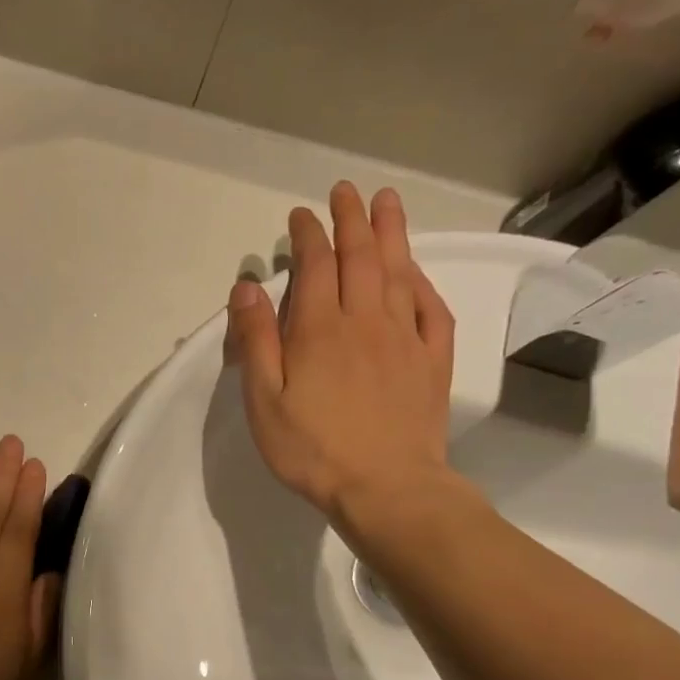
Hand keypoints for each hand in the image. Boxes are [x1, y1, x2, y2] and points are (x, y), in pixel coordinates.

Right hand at [224, 182, 457, 540]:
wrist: (386, 488)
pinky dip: (421, 282)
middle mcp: (365, 321)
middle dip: (351, 219)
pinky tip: (415, 272)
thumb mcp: (264, 401)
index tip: (301, 215)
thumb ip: (256, 341)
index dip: (308, 235)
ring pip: (398, 272)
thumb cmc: (313, 449)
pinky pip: (429, 309)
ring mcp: (404, 339)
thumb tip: (248, 287)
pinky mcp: (431, 361)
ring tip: (387, 202)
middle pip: (360, 257)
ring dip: (391, 233)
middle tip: (346, 191)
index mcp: (320, 330)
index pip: (315, 266)